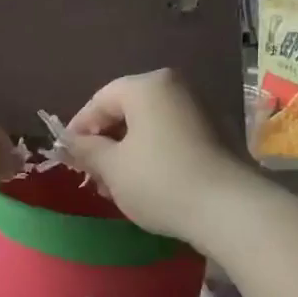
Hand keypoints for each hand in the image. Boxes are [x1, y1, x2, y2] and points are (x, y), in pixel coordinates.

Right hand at [61, 69, 240, 241]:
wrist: (230, 210)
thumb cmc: (160, 180)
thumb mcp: (112, 167)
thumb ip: (85, 150)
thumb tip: (69, 143)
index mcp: (148, 86)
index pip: (100, 99)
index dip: (79, 128)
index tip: (67, 155)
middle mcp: (177, 87)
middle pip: (127, 110)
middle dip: (105, 141)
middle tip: (91, 172)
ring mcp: (201, 109)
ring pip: (150, 126)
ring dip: (127, 151)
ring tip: (115, 184)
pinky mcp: (218, 134)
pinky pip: (172, 136)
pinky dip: (153, 154)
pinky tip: (145, 184)